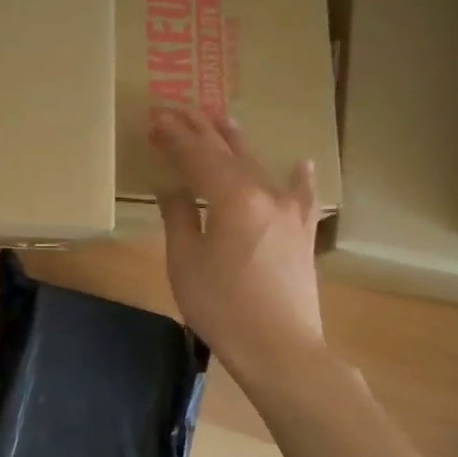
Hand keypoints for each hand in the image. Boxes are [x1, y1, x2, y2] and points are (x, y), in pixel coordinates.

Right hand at [152, 106, 325, 381]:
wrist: (280, 348)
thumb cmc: (222, 305)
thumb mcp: (186, 260)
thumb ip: (179, 216)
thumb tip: (172, 186)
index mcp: (231, 197)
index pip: (197, 155)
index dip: (175, 136)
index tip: (156, 118)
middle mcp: (264, 194)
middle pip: (228, 153)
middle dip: (201, 129)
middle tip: (180, 108)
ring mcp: (289, 212)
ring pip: (259, 166)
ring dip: (238, 142)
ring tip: (223, 118)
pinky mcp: (301, 234)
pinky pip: (300, 197)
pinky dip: (298, 179)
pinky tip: (301, 164)